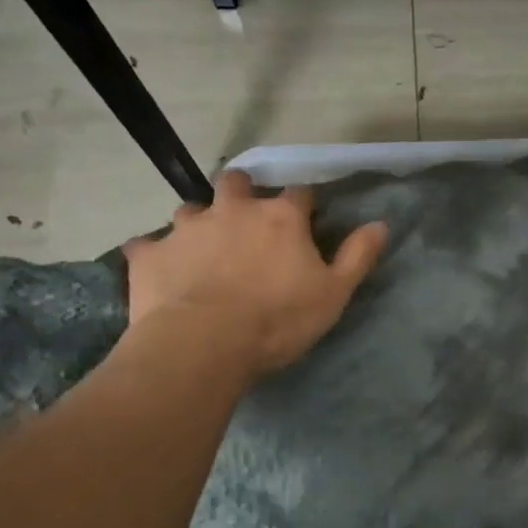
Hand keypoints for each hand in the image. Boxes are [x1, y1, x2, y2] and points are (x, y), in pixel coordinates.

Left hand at [121, 171, 387, 379]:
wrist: (202, 345)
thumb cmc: (277, 320)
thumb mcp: (333, 293)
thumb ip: (357, 256)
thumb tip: (380, 224)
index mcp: (280, 217)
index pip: (299, 194)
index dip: (303, 205)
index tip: (305, 220)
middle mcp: (233, 210)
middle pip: (236, 182)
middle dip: (242, 193)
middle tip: (245, 221)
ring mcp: (186, 229)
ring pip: (190, 210)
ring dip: (199, 224)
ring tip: (202, 249)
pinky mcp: (150, 254)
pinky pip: (147, 246)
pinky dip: (156, 255)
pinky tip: (160, 271)